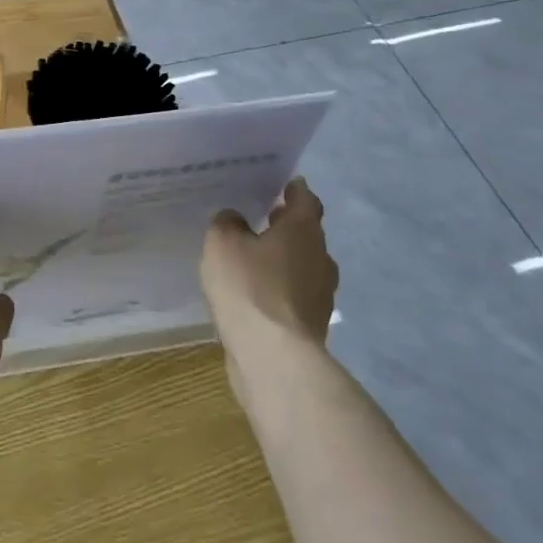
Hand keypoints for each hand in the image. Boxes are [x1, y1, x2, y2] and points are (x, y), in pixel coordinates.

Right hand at [202, 177, 337, 353]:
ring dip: (285, 259)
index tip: (283, 185)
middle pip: (307, 233)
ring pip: (303, 266)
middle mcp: (320, 258)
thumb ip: (227, 223)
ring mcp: (320, 295)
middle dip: (288, 225)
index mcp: (303, 231)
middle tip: (265, 217)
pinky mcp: (311, 325)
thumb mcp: (222, 243)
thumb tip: (235, 220)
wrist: (274, 357)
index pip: (306, 200)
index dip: (295, 190)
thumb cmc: (249, 288)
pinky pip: (295, 295)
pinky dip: (280, 288)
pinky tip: (257, 294)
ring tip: (256, 258)